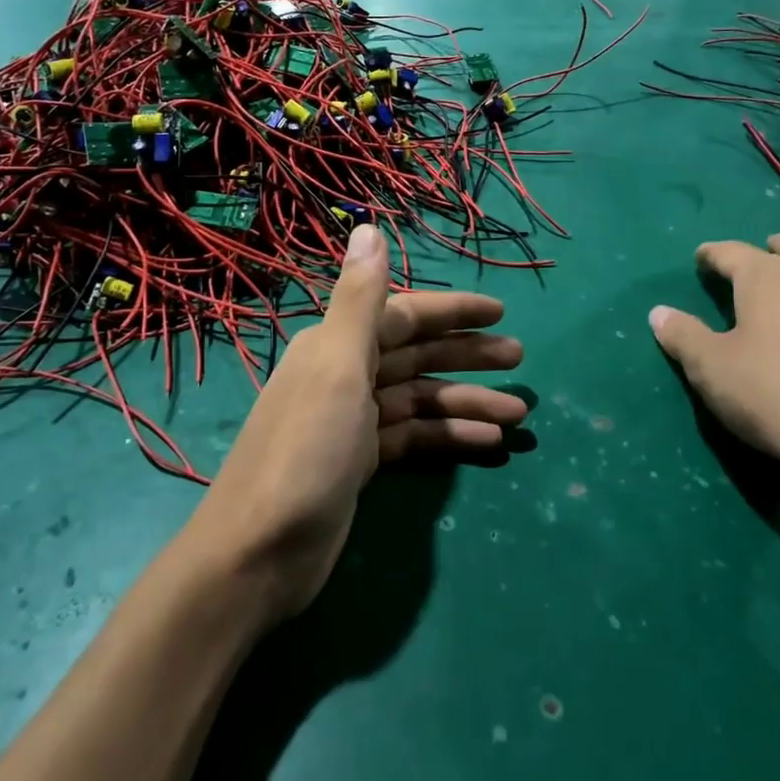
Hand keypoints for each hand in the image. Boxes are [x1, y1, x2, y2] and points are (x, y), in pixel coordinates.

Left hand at [190, 224, 526, 622]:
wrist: (259, 554)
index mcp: (337, 345)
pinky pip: (414, 438)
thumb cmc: (305, 451)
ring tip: (519, 413)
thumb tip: (368, 226)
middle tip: (520, 360)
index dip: (451, 311)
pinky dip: (449, 438)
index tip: (500, 313)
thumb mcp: (337, 366)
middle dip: (467, 356)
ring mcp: (353, 423)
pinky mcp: (360, 464)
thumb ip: (360, 299)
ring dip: (467, 403)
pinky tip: (488, 445)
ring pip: (420, 400)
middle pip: (416, 356)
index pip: (404, 315)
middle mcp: (345, 375)